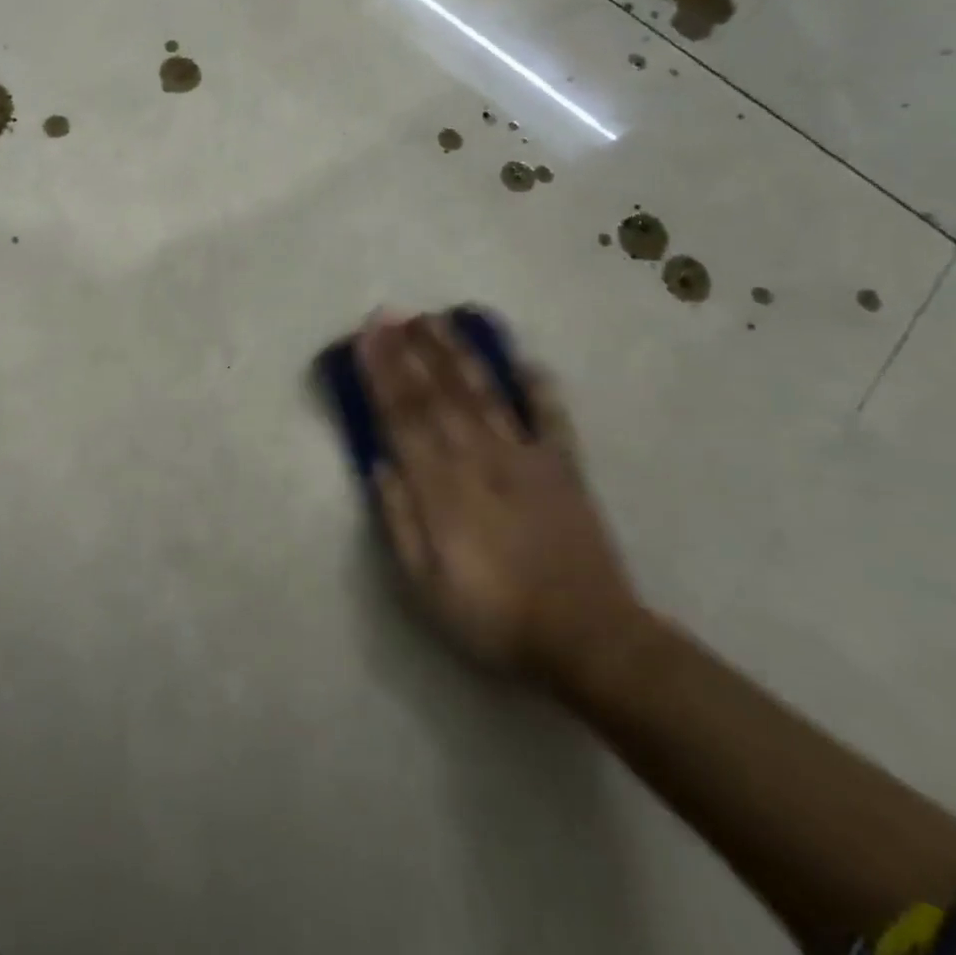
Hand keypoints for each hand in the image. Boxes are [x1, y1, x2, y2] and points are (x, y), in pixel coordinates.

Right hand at [358, 315, 641, 683]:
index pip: (402, 417)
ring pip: (483, 393)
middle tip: (391, 312)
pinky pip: (551, 417)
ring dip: (457, 354)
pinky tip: (526, 358)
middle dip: (410, 350)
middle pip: (437, 394)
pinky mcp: (565, 469)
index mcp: (441, 488)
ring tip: (436, 319)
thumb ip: (399, 521)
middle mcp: (479, 459)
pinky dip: (539, 386)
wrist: (589, 642)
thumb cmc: (493, 618)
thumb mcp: (424, 586)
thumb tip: (379, 465)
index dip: (382, 373)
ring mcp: (525, 459)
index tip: (366, 338)